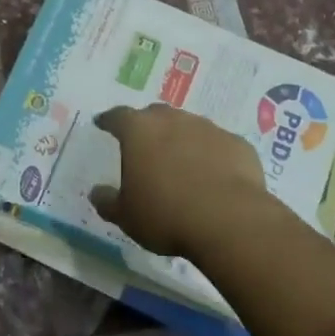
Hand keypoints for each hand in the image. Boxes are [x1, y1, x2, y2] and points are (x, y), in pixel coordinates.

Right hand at [89, 104, 277, 261]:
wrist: (229, 220)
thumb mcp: (126, 216)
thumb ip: (108, 201)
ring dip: (182, 139)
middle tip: (144, 145)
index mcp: (139, 131)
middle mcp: (173, 120)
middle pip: (156, 115)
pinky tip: (214, 176)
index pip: (118, 116)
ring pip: (189, 127)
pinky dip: (212, 155)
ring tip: (181, 163)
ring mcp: (209, 129)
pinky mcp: (237, 144)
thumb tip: (97, 192)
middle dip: (148, 126)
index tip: (103, 123)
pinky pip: (218, 145)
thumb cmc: (166, 215)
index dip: (109, 120)